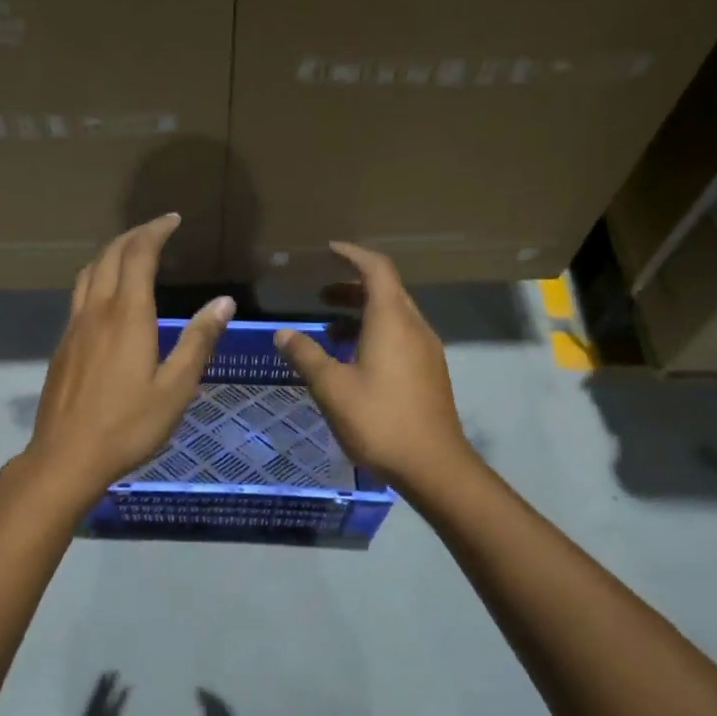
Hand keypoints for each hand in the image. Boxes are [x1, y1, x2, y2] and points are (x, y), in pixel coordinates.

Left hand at [25, 215, 233, 495]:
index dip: (155, 231)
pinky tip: (107, 299)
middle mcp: (96, 312)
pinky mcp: (62, 346)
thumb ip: (198, 341)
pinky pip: (79, 296)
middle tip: (156, 230)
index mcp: (128, 316)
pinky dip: (97, 278)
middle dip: (133, 236)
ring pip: (88, 273)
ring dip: (110, 254)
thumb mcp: (176, 388)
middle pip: (109, 256)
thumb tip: (223, 302)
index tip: (172, 220)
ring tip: (131, 254)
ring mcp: (74, 328)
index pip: (138, 255)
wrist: (67, 456)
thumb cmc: (128, 426)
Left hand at [73, 673, 147, 715]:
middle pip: (98, 707)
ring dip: (96, 694)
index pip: (112, 714)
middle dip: (104, 688)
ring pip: (90, 710)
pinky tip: (95, 701)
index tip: (127, 685)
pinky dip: (91, 705)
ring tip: (103, 679)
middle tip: (111, 672)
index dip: (119, 699)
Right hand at [273, 242, 473, 492]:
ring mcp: (426, 351)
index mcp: (392, 320)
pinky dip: (374, 334)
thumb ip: (306, 355)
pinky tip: (353, 361)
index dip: (352, 255)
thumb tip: (282, 333)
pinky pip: (400, 338)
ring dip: (362, 314)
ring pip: (394, 316)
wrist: (433, 465)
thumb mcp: (332, 387)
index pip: (376, 269)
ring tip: (329, 330)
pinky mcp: (429, 373)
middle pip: (386, 291)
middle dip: (352, 286)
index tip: (329, 250)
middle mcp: (414, 327)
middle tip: (320, 294)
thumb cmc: (379, 420)